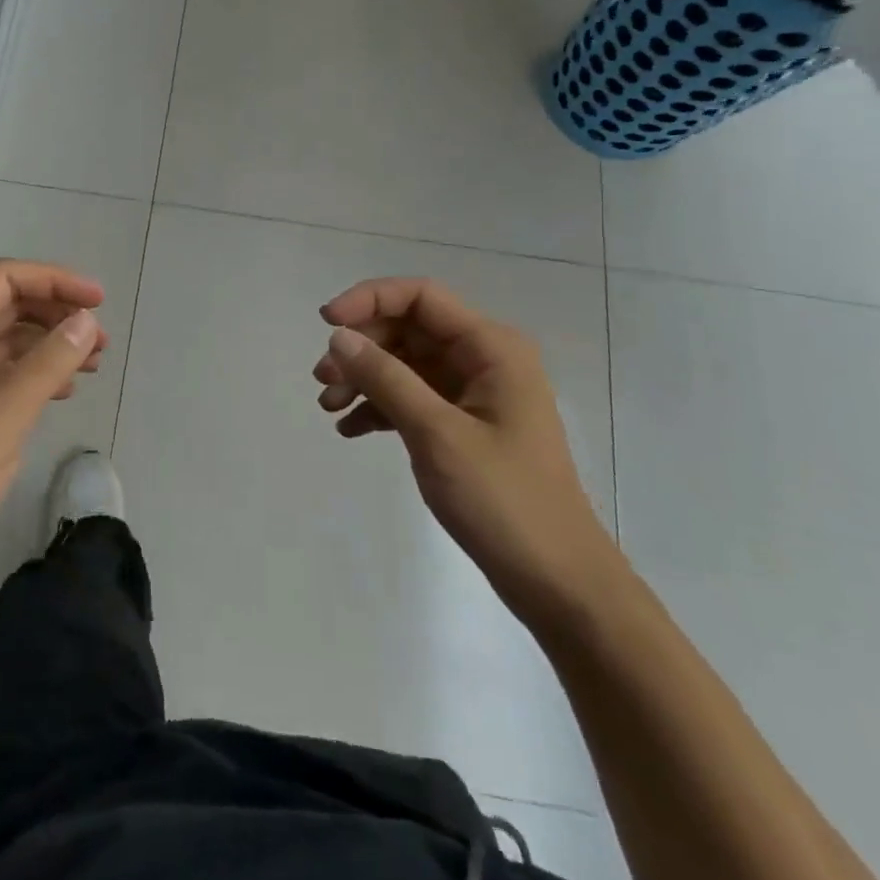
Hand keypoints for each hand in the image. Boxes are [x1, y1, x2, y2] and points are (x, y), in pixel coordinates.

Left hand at [0, 260, 106, 616]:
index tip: (99, 301)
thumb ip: (44, 368)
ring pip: (3, 340)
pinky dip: (31, 373)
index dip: (53, 281)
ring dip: (48, 344)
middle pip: (3, 306)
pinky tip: (62, 389)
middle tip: (101, 340)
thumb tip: (86, 321)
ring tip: (93, 363)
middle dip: (55, 314)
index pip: (1, 281)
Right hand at [314, 278, 624, 634]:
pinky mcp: (464, 425)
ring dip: (364, 378)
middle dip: (361, 347)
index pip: (420, 296)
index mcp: (491, 347)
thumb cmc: (504, 501)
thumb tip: (339, 337)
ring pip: (405, 364)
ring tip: (328, 406)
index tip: (326, 323)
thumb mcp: (436, 434)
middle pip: (408, 329)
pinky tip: (350, 430)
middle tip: (322, 378)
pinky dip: (379, 407)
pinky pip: (412, 398)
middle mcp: (484, 359)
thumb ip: (386, 379)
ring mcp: (474, 393)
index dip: (369, 299)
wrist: (557, 582)